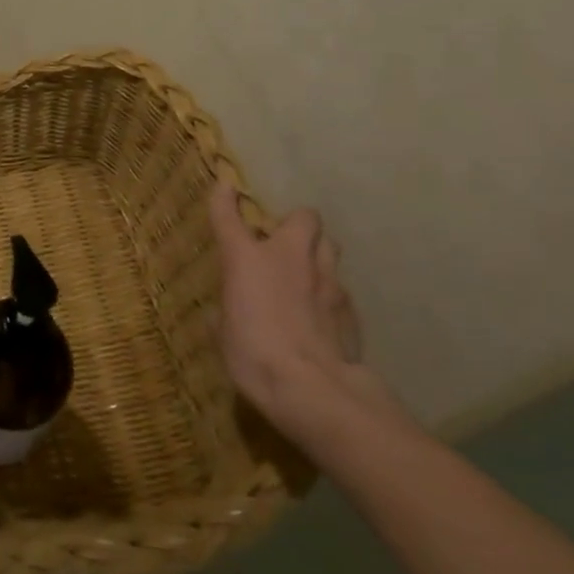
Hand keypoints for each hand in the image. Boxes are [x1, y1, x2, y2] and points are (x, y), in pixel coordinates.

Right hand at [207, 176, 403, 452]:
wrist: (311, 388)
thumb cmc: (251, 354)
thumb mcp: (223, 332)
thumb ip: (229, 309)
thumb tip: (230, 310)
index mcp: (246, 260)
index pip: (229, 216)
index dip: (225, 198)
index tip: (226, 185)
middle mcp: (289, 258)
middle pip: (303, 218)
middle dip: (294, 224)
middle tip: (281, 243)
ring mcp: (326, 280)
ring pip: (329, 247)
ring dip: (316, 253)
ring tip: (305, 275)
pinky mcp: (349, 307)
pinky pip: (339, 287)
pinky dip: (328, 294)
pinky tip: (320, 316)